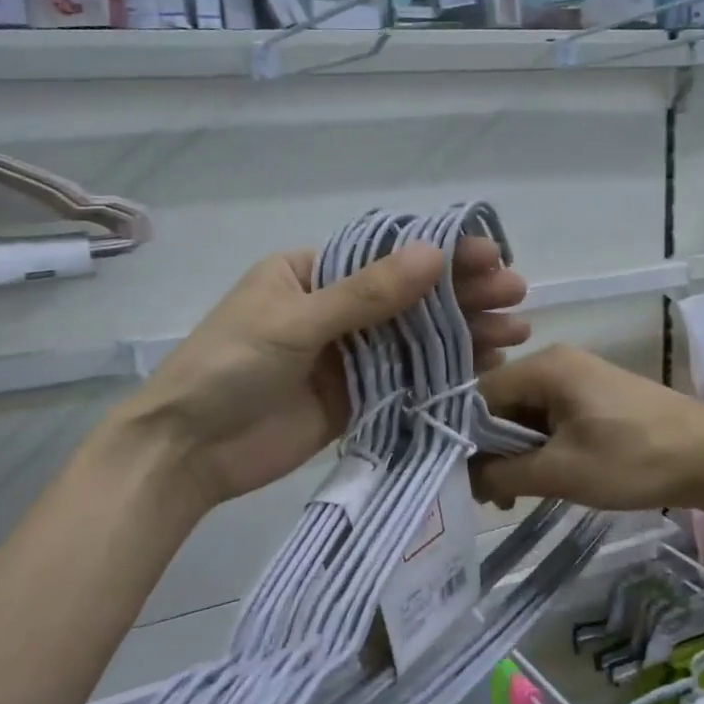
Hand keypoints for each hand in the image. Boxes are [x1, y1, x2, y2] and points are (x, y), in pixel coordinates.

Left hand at [119, 237, 529, 510]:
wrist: (187, 451)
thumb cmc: (229, 367)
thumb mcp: (295, 321)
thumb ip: (365, 293)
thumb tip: (433, 252)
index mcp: (309, 273)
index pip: (384, 254)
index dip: (439, 253)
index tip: (490, 255)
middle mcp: (331, 309)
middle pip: (406, 295)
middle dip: (461, 293)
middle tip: (516, 293)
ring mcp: (344, 357)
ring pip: (412, 338)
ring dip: (462, 333)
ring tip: (515, 330)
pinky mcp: (352, 399)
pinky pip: (404, 380)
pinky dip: (441, 374)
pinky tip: (483, 367)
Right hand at [473, 345, 703, 512]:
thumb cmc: (633, 459)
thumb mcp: (561, 472)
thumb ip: (503, 474)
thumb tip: (465, 479)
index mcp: (544, 367)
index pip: (478, 395)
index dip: (464, 435)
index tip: (459, 477)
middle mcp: (556, 362)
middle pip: (500, 403)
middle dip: (490, 449)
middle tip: (490, 495)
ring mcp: (578, 377)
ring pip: (525, 413)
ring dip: (515, 452)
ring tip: (514, 495)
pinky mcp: (595, 396)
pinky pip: (550, 417)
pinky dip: (540, 447)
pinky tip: (544, 478)